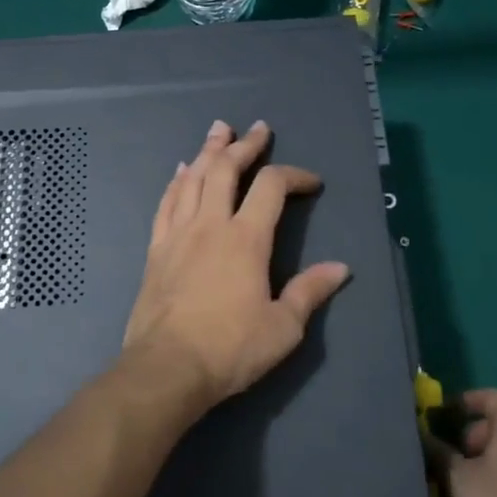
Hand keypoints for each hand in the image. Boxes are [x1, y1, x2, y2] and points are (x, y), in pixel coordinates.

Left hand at [122, 120, 349, 415]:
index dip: (294, 175)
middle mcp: (211, 224)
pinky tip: (180, 171)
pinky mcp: (156, 248)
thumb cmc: (230, 349)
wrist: (166, 368)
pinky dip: (176, 181)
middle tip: (257, 128)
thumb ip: (310, 292)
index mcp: (246, 238)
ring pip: (193, 178)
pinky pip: (166, 202)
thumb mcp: (283, 328)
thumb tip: (340, 268)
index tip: (311, 182)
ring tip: (218, 131)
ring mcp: (178, 233)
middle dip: (245, 145)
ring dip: (208, 150)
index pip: (272, 187)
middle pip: (226, 169)